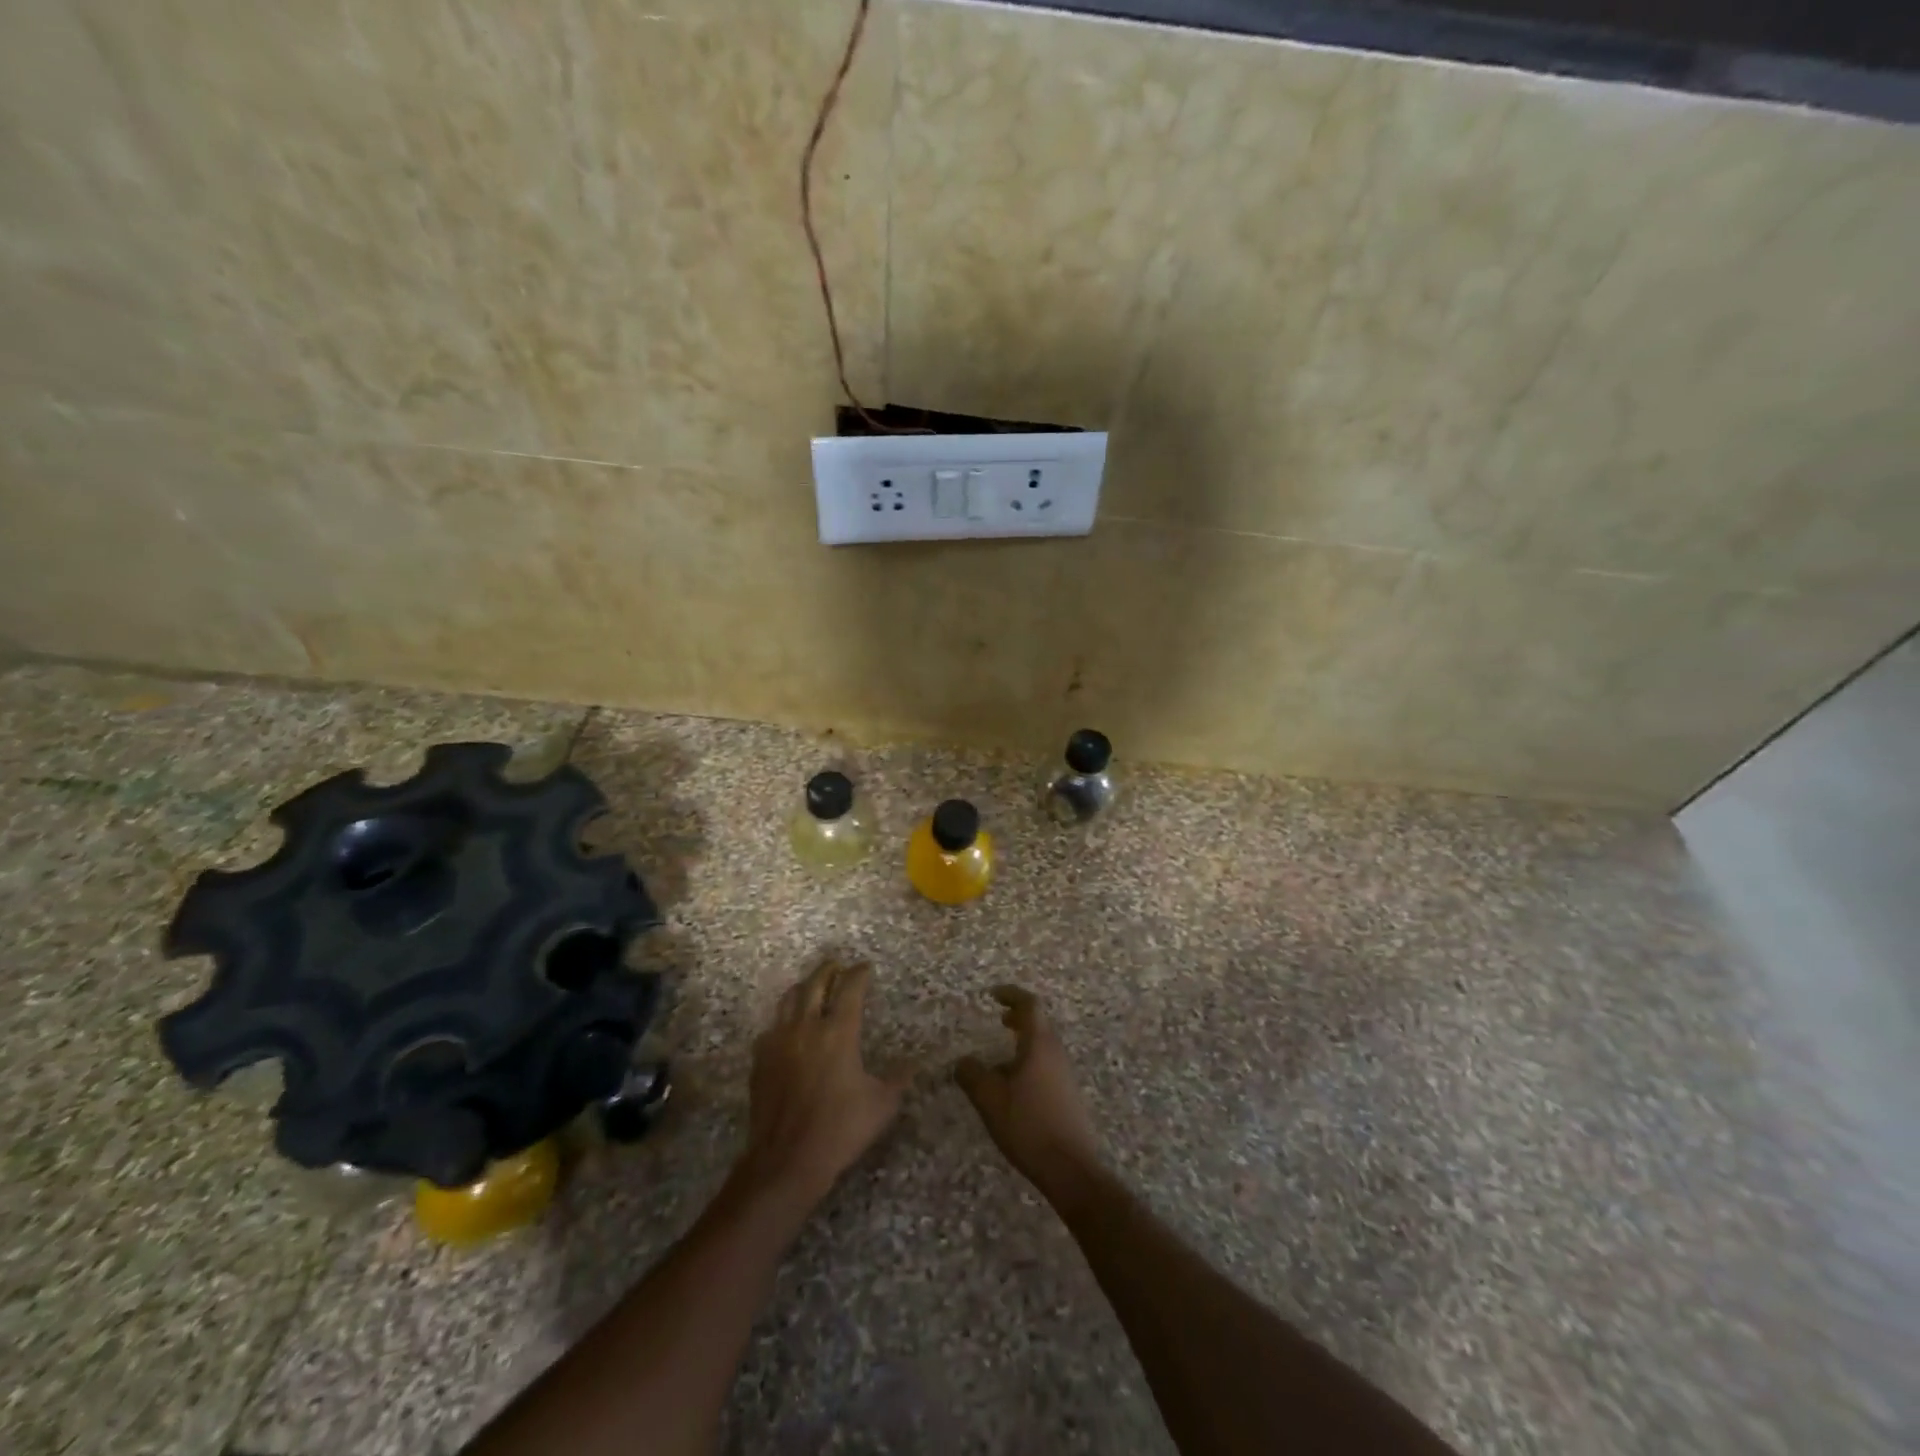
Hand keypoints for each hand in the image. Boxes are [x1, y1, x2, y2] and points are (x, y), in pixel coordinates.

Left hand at [737, 959, 906, 1209]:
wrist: (786, 1160)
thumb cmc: (839, 1129)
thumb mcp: (881, 1105)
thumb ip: (899, 1079)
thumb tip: (914, 1063)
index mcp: (838, 1032)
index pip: (850, 988)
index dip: (859, 974)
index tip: (866, 967)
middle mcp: (807, 1027)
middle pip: (815, 984)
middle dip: (828, 970)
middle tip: (837, 965)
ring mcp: (779, 1041)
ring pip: (789, 999)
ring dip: (803, 988)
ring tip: (812, 987)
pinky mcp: (760, 1059)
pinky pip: (771, 1027)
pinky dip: (783, 1019)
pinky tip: (788, 1029)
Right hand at [955, 986, 1102, 1206]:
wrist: (1071, 1168)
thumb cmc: (1029, 1125)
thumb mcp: (990, 1100)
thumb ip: (972, 1075)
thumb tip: (962, 1061)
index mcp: (1039, 1044)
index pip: (1029, 1005)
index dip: (1011, 995)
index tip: (993, 995)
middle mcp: (1056, 1053)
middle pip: (1039, 1023)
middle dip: (1018, 1017)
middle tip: (999, 1019)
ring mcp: (1065, 1074)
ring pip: (1043, 1045)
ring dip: (1024, 1041)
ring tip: (1001, 1056)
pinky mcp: (1068, 1095)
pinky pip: (1047, 1065)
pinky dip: (1029, 1061)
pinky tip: (1014, 1086)